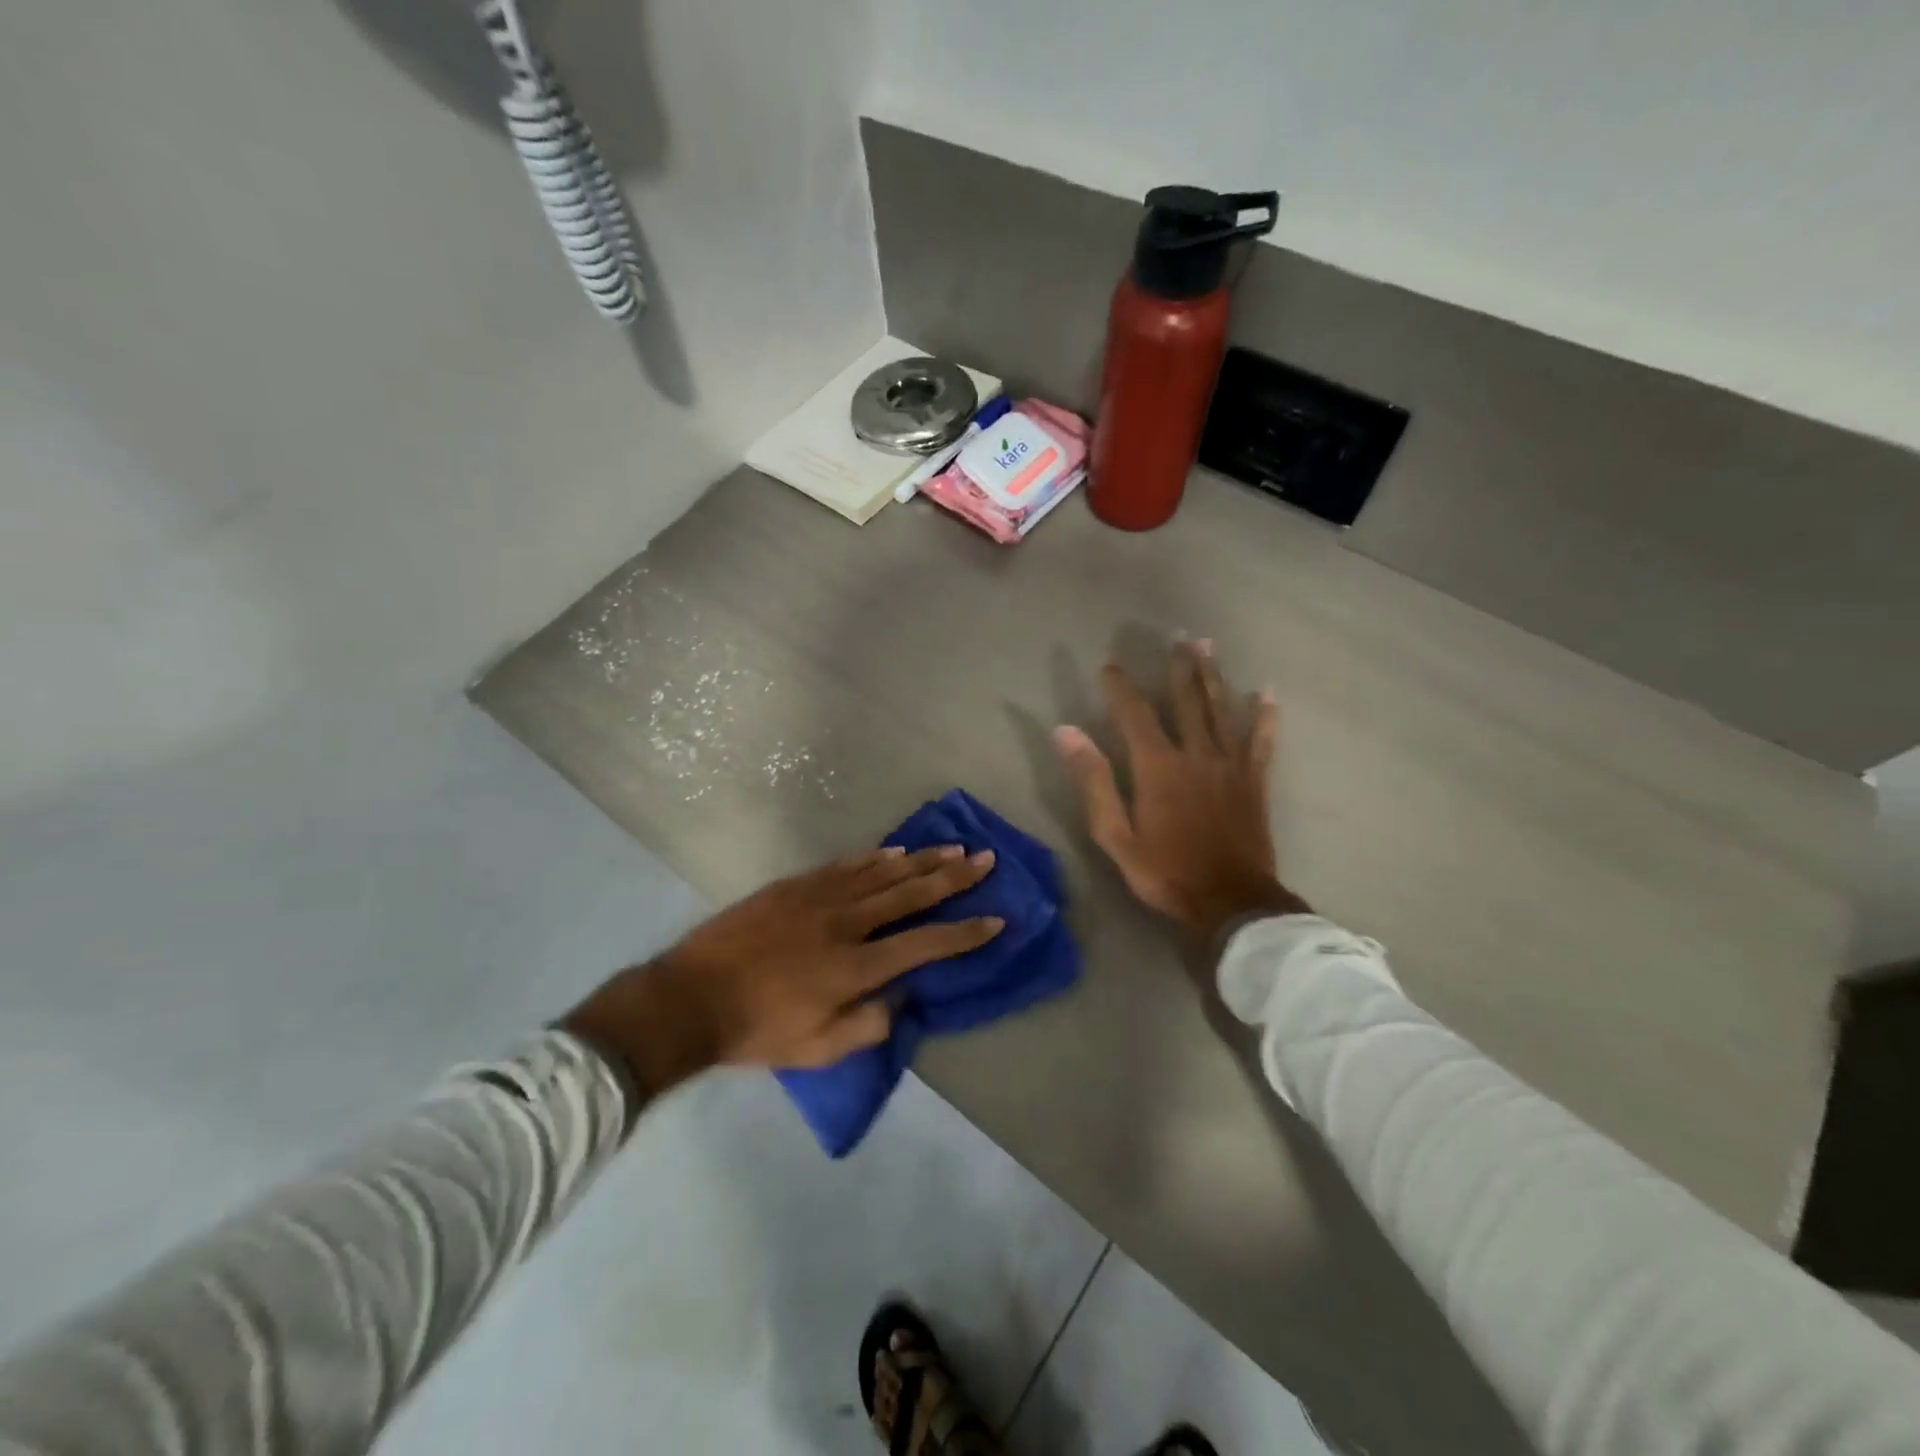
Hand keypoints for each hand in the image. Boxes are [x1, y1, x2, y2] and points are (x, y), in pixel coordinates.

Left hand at [562, 847, 1003, 1094]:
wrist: (690, 998)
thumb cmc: (756, 1030)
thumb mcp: (817, 1050)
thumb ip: (867, 1025)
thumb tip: (901, 996)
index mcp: (855, 967)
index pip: (925, 944)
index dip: (965, 933)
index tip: (996, 919)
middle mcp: (846, 924)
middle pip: (911, 894)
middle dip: (953, 878)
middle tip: (985, 859)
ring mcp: (819, 898)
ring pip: (882, 873)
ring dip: (922, 860)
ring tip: (953, 848)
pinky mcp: (795, 886)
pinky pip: (845, 866)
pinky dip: (875, 858)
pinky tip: (895, 851)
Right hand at [1053, 639, 1306, 943]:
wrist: (1230, 902)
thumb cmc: (1165, 872)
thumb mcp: (1115, 834)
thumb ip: (1093, 780)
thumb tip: (1066, 732)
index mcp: (1157, 766)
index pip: (1134, 713)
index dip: (1120, 686)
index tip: (1109, 663)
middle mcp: (1195, 753)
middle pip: (1186, 700)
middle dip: (1178, 666)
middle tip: (1177, 635)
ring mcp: (1230, 765)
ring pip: (1221, 709)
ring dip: (1213, 675)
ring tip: (1207, 645)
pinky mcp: (1254, 781)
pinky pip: (1261, 740)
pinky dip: (1264, 716)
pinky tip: (1267, 693)